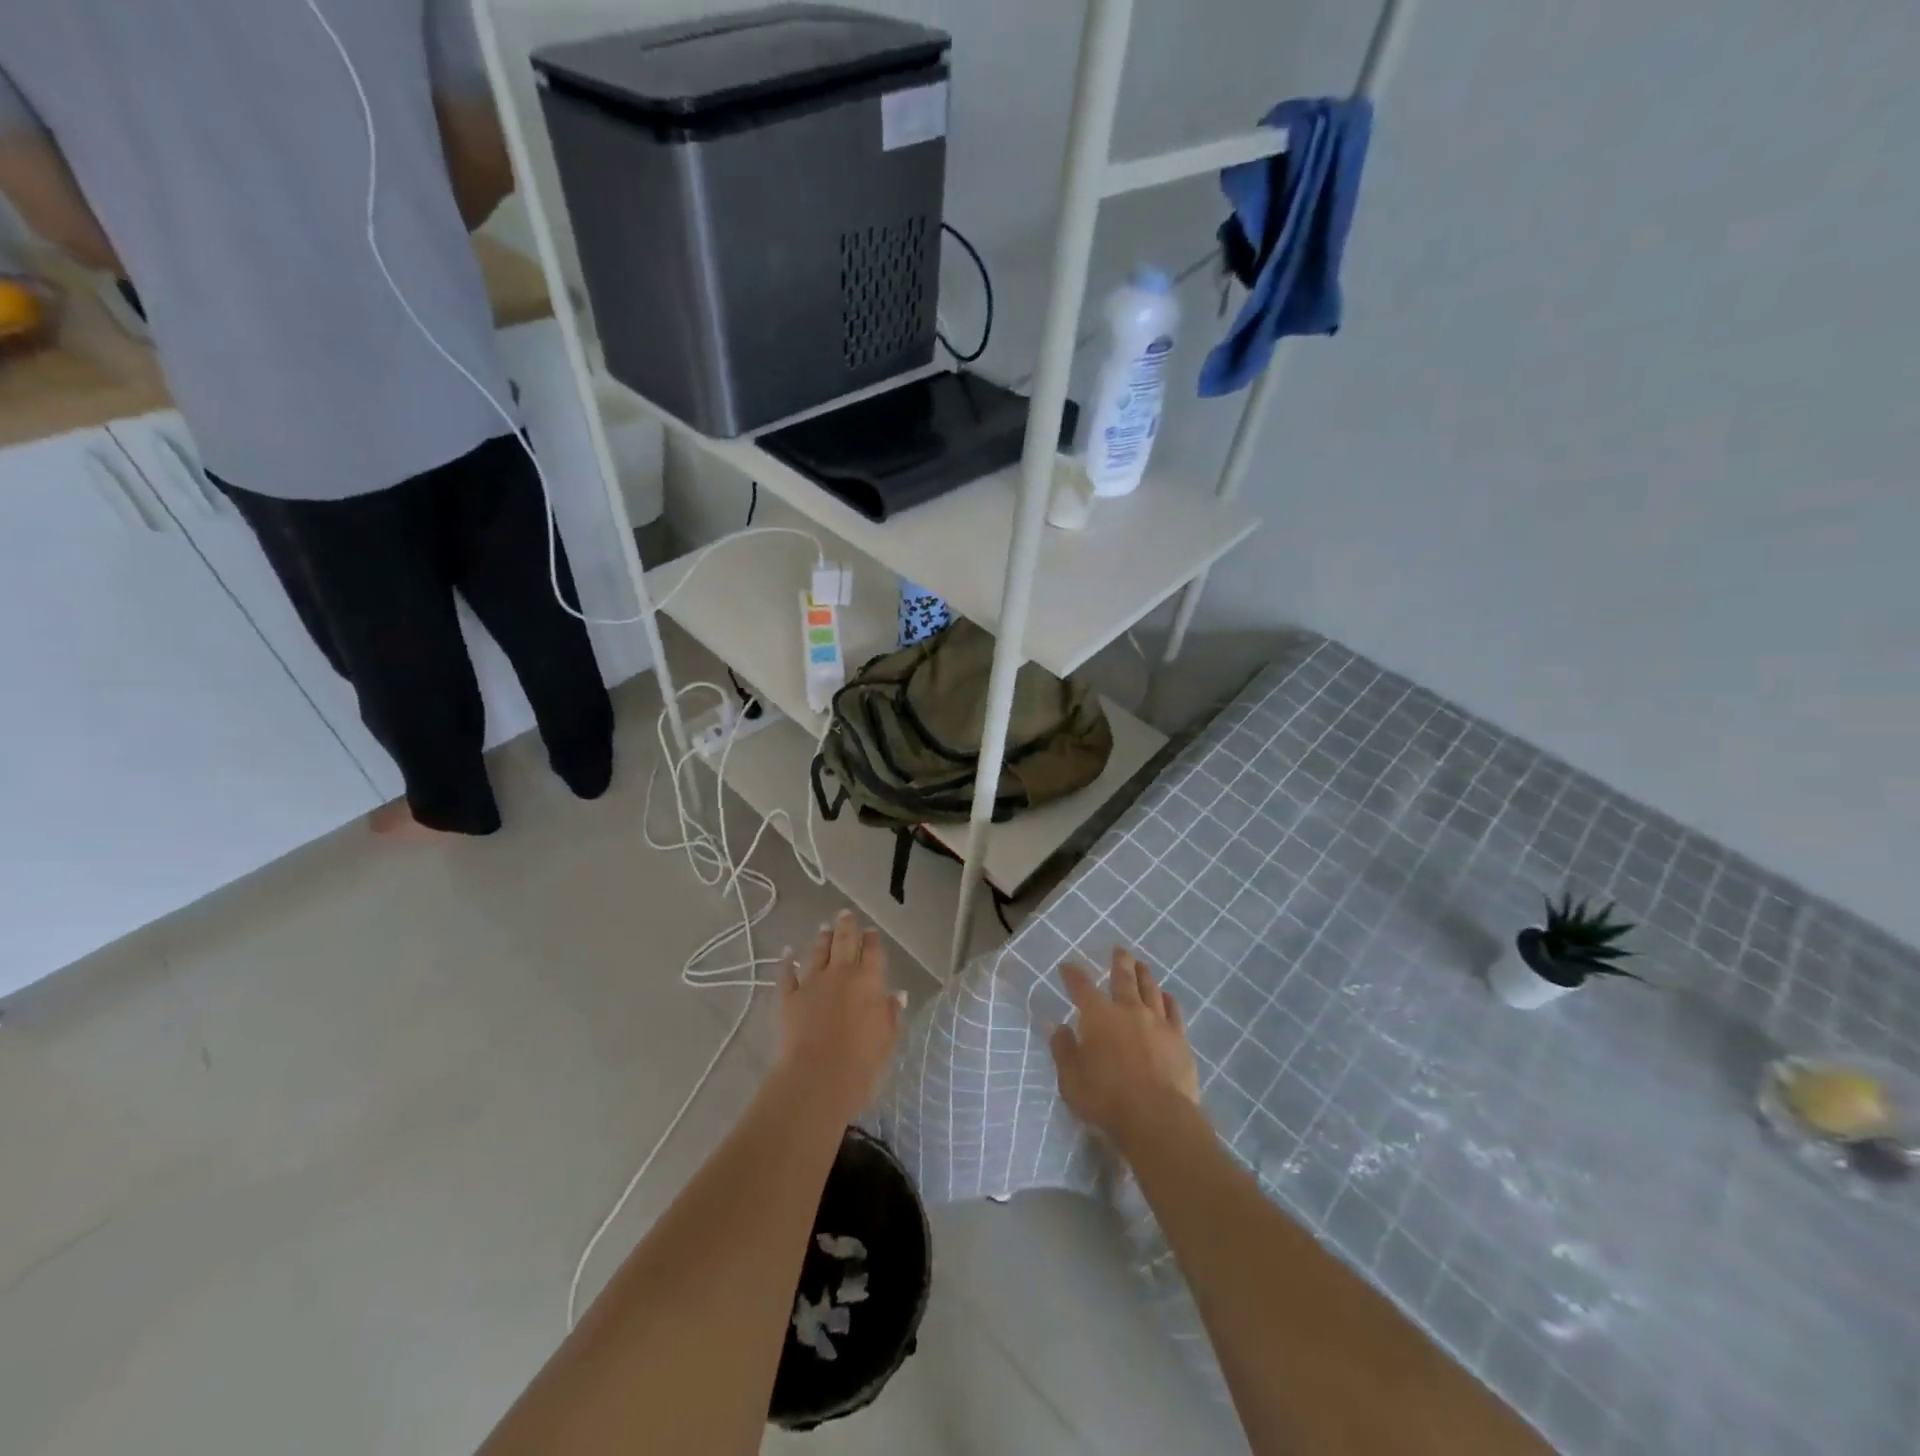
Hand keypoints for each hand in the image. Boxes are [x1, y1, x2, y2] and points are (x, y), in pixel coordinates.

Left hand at [776, 911, 904, 1125]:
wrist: (818, 1077)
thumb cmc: (862, 1062)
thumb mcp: (887, 1039)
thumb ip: (891, 1014)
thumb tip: (898, 995)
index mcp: (869, 981)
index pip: (873, 952)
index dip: (872, 940)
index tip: (871, 931)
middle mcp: (841, 974)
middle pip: (844, 942)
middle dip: (846, 926)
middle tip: (845, 914)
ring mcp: (812, 983)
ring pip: (817, 952)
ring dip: (821, 939)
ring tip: (824, 928)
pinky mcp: (788, 997)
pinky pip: (787, 974)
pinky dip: (787, 962)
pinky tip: (787, 953)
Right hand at [1049, 948, 1201, 1149]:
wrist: (1157, 1118)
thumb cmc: (1106, 1099)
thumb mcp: (1071, 1080)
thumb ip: (1064, 1051)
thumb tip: (1060, 1028)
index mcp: (1098, 1016)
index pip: (1081, 987)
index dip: (1073, 974)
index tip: (1067, 966)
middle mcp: (1128, 1010)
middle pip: (1123, 978)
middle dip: (1119, 962)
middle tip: (1119, 949)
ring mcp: (1157, 1022)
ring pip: (1150, 990)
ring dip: (1144, 975)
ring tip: (1142, 965)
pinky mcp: (1179, 1039)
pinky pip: (1173, 1012)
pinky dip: (1168, 1000)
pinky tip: (1167, 996)